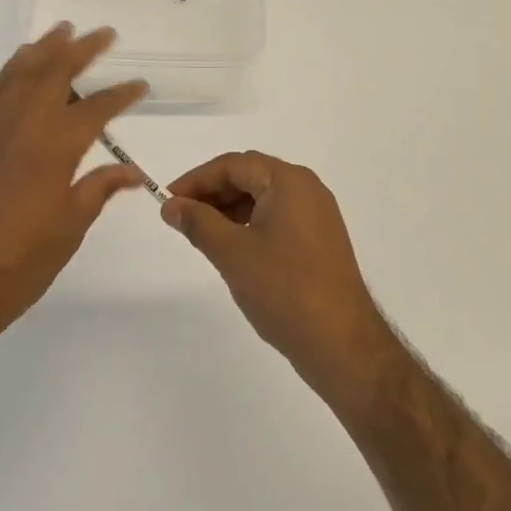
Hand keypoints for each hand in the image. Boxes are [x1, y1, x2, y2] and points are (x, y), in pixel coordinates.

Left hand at [0, 24, 147, 346]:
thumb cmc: (20, 264)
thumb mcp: (69, 228)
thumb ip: (99, 189)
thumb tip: (131, 170)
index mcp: (53, 150)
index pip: (95, 110)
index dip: (120, 95)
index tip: (140, 85)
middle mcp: (22, 128)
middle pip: (54, 76)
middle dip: (81, 51)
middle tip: (104, 33)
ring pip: (20, 76)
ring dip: (43, 50)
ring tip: (61, 30)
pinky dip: (11, 72)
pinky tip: (20, 66)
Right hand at [163, 152, 391, 398]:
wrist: (342, 346)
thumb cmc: (284, 290)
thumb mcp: (232, 253)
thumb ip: (198, 222)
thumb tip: (171, 206)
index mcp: (289, 182)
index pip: (233, 165)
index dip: (196, 179)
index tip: (168, 201)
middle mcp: (307, 190)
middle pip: (249, 176)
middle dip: (212, 193)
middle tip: (181, 216)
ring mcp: (317, 216)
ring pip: (262, 198)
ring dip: (228, 209)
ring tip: (201, 234)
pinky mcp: (319, 241)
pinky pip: (276, 218)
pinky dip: (248, 224)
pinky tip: (231, 247)